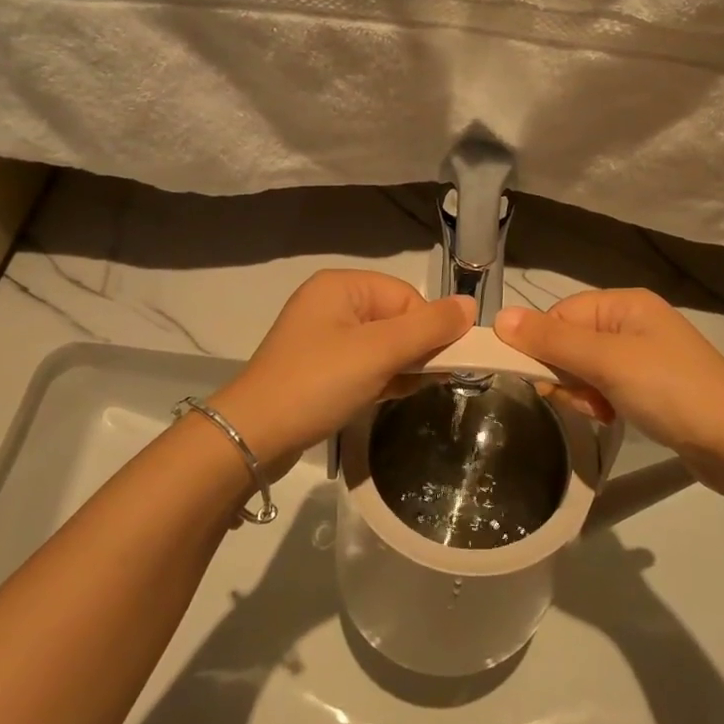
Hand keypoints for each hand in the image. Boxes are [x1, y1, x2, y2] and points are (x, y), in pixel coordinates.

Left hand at [208, 270, 475, 471]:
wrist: (253, 438)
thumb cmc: (318, 383)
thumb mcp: (379, 352)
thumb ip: (428, 328)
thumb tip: (471, 305)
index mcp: (342, 286)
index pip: (407, 297)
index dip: (428, 329)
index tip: (438, 364)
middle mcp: (332, 303)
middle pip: (396, 319)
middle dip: (415, 350)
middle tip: (426, 381)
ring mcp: (323, 338)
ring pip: (383, 345)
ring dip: (401, 367)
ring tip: (402, 392)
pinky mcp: (320, 368)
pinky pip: (365, 364)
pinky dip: (382, 378)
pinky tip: (390, 397)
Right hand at [493, 288, 723, 485]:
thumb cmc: (670, 390)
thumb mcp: (607, 362)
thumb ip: (552, 340)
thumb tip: (499, 317)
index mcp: (624, 304)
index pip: (560, 314)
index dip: (544, 346)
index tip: (543, 381)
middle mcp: (633, 322)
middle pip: (571, 341)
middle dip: (567, 374)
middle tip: (584, 399)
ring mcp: (644, 355)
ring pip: (586, 368)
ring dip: (584, 393)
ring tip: (604, 413)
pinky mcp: (652, 386)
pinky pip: (607, 386)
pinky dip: (602, 403)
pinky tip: (613, 418)